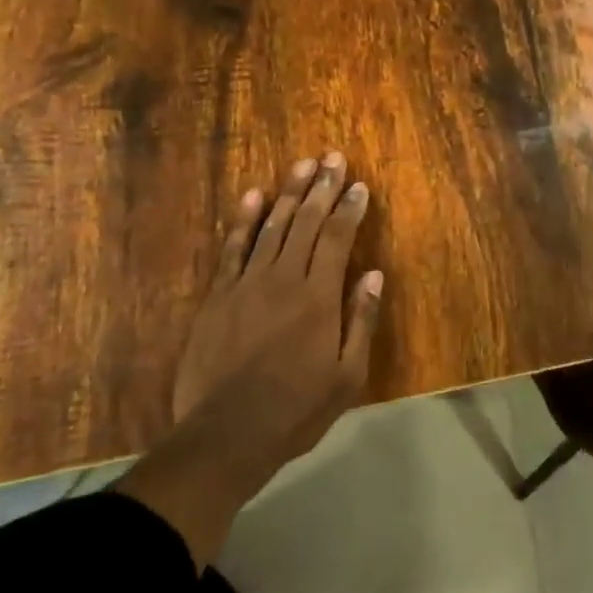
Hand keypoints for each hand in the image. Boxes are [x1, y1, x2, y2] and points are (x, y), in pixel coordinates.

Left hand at [165, 151, 381, 503]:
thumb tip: (374, 274)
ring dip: (290, 193)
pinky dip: (244, 219)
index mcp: (319, 296)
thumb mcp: (348, 375)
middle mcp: (284, 278)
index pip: (338, 237)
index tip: (359, 185)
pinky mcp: (219, 295)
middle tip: (332, 157)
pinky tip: (254, 195)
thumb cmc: (297, 409)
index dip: (349, 208)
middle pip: (307, 221)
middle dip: (322, 187)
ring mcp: (247, 283)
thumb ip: (361, 320)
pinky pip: (233, 247)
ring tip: (303, 165)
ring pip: (273, 226)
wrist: (226, 435)